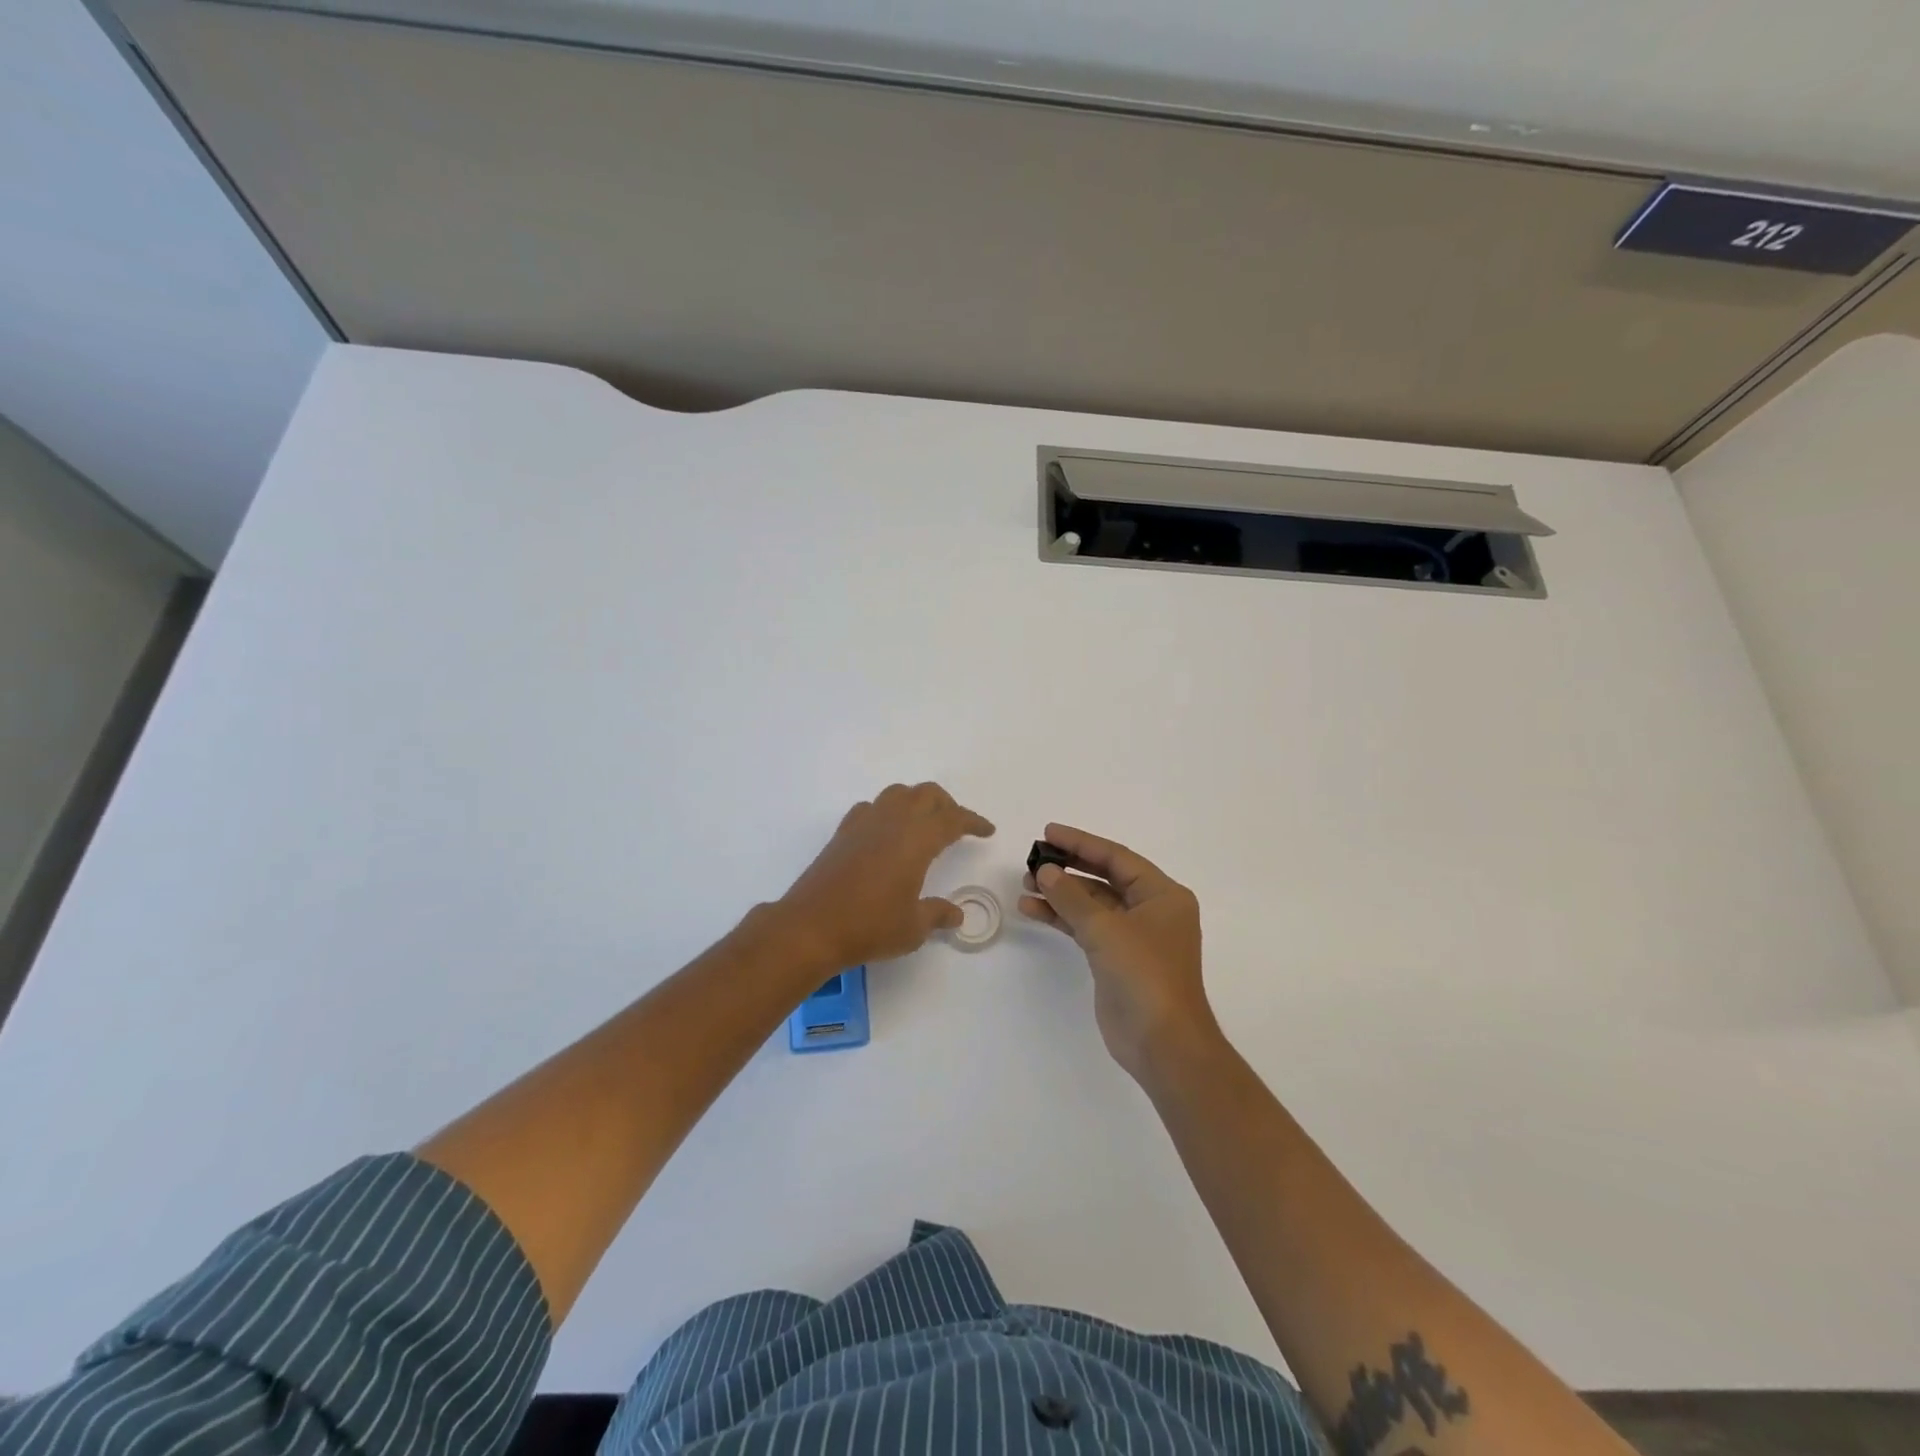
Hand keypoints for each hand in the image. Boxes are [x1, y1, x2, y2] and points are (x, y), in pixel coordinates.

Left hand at [777, 783, 994, 968]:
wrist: (811, 927)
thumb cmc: (870, 926)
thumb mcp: (913, 928)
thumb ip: (938, 914)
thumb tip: (956, 914)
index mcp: (917, 839)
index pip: (953, 819)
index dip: (973, 822)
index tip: (987, 830)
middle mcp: (892, 822)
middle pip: (926, 795)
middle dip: (947, 805)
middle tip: (957, 826)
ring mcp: (864, 824)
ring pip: (897, 794)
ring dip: (916, 802)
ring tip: (923, 825)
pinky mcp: (843, 834)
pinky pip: (871, 808)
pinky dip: (887, 812)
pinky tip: (886, 834)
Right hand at [1019, 824, 1219, 1081]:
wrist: (1162, 1043)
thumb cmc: (1144, 976)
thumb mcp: (1106, 930)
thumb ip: (1072, 896)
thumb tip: (1046, 871)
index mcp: (1162, 894)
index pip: (1116, 857)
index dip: (1081, 843)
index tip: (1048, 832)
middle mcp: (1151, 910)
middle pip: (1104, 877)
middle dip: (1069, 867)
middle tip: (1033, 857)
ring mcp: (1134, 936)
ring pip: (1092, 903)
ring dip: (1061, 894)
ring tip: (1026, 884)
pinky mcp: (1117, 959)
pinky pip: (1086, 927)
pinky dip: (1062, 918)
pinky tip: (1033, 909)